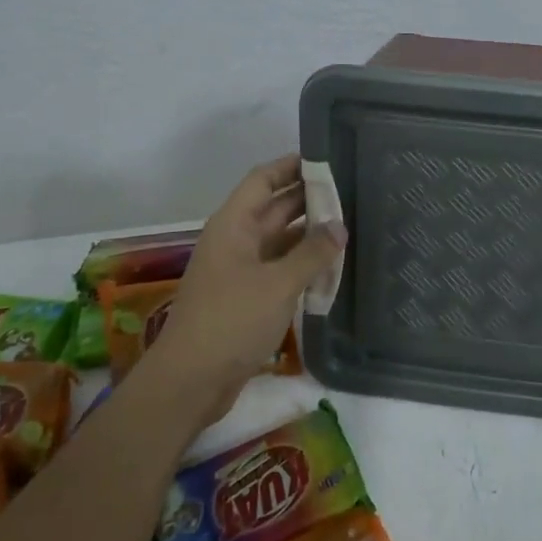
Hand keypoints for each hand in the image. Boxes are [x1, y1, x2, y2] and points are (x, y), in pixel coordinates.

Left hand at [148, 155, 344, 425]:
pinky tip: (331, 266)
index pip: (263, 179)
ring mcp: (240, 270)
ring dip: (309, 234)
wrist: (190, 381)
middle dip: (309, 199)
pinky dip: (302, 264)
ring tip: (349, 225)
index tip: (327, 159)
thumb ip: (312, 253)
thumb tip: (339, 227)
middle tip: (351, 192)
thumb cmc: (231, 320)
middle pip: (274, 208)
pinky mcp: (247, 297)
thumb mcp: (278, 284)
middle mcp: (235, 240)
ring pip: (279, 240)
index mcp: (234, 224)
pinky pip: (278, 268)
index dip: (291, 165)